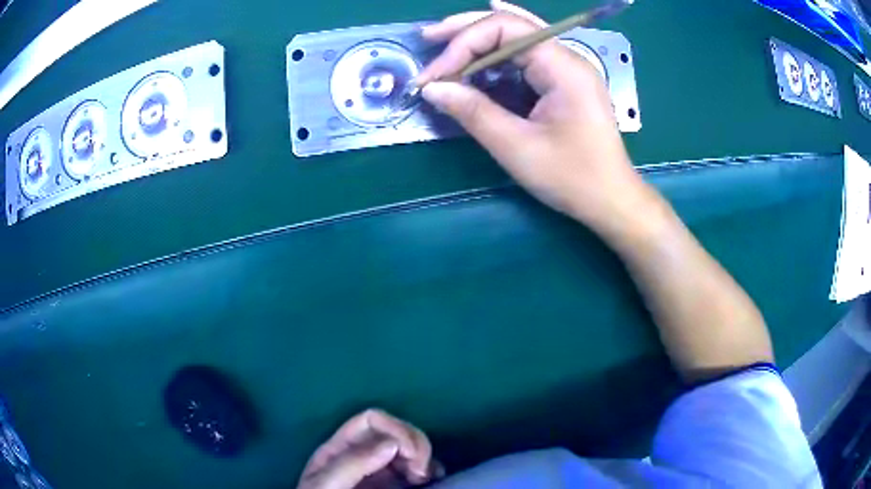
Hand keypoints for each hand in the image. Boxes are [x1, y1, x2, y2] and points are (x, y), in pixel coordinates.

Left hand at [297, 409, 439, 488]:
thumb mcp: (327, 484)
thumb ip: (353, 463)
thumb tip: (393, 443)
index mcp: (341, 448)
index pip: (371, 421)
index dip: (395, 429)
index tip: (409, 454)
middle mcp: (363, 455)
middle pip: (395, 431)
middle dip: (415, 444)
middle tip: (420, 471)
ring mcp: (380, 472)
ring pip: (410, 449)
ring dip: (424, 457)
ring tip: (426, 478)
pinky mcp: (395, 486)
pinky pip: (418, 469)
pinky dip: (431, 469)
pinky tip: (433, 480)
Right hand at [417, 8, 651, 235]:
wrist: (611, 200)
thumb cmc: (572, 177)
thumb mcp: (517, 147)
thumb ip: (473, 112)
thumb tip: (432, 88)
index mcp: (563, 66)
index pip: (506, 29)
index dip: (463, 44)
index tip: (434, 76)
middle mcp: (566, 58)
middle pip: (512, 25)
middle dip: (467, 30)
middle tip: (429, 38)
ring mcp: (567, 69)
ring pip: (517, 37)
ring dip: (479, 39)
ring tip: (443, 44)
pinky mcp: (563, 84)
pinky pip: (526, 57)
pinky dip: (497, 53)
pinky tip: (481, 48)